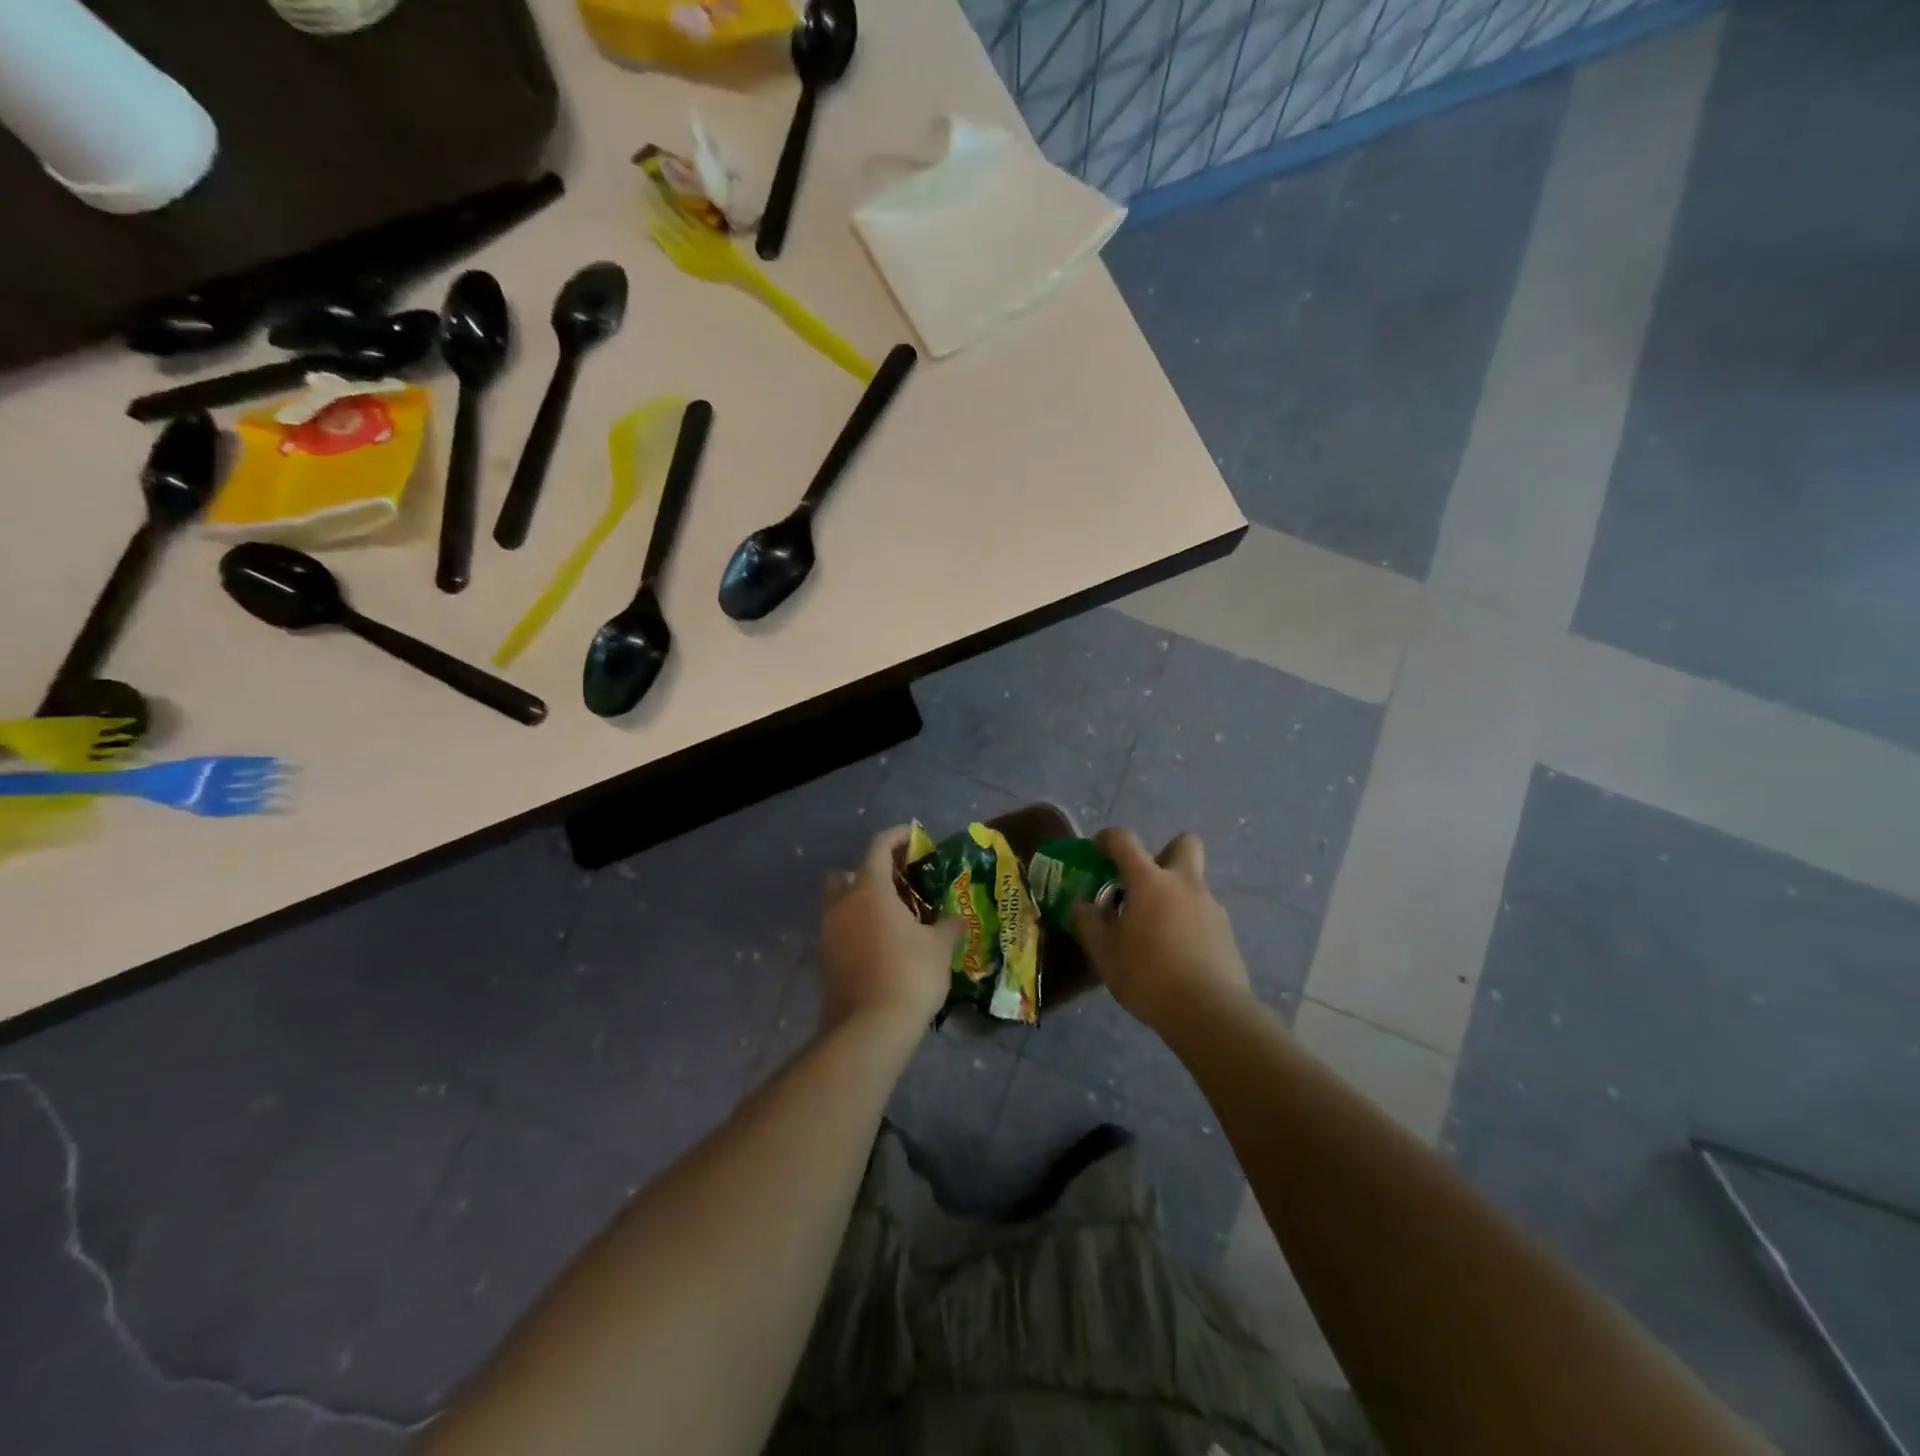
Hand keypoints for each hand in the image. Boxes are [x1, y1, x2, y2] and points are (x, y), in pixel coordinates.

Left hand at [818, 825, 955, 1033]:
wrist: (869, 1029)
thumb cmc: (909, 975)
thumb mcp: (939, 947)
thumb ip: (947, 924)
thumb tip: (955, 917)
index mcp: (869, 889)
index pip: (878, 846)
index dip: (897, 836)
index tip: (914, 836)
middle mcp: (842, 904)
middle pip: (846, 873)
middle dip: (868, 871)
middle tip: (897, 883)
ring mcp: (828, 933)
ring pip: (838, 903)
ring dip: (859, 901)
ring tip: (890, 916)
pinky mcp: (824, 960)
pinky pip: (838, 930)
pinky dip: (855, 928)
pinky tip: (880, 944)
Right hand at [1072, 827, 1250, 1029]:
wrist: (1210, 1013)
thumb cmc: (1148, 975)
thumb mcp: (1104, 952)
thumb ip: (1089, 923)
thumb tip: (1083, 905)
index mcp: (1150, 881)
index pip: (1125, 840)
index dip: (1108, 838)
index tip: (1097, 850)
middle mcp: (1184, 884)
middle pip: (1184, 843)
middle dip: (1164, 852)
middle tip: (1143, 881)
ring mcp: (1211, 907)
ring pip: (1193, 884)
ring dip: (1174, 895)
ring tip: (1154, 931)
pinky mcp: (1227, 934)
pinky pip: (1203, 915)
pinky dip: (1188, 924)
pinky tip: (1175, 955)